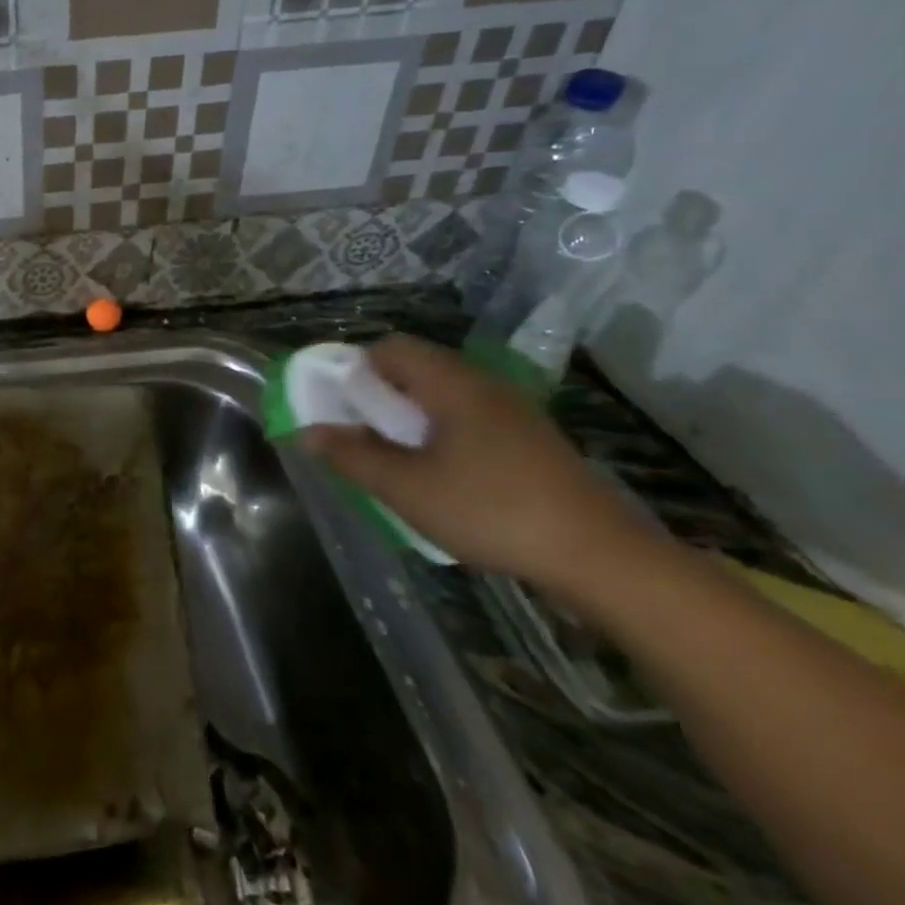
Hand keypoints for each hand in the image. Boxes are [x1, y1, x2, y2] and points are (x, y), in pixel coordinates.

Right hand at [302, 335, 656, 596]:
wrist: (598, 555)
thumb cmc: (490, 511)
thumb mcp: (406, 489)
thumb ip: (351, 457)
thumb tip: (307, 432)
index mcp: (452, 384)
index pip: (390, 348)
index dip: (355, 369)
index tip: (339, 407)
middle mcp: (483, 383)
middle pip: (416, 367)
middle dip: (379, 395)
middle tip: (361, 436)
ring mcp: (512, 409)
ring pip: (442, 393)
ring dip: (408, 415)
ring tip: (395, 458)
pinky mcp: (529, 437)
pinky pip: (468, 414)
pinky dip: (440, 430)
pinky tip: (441, 473)